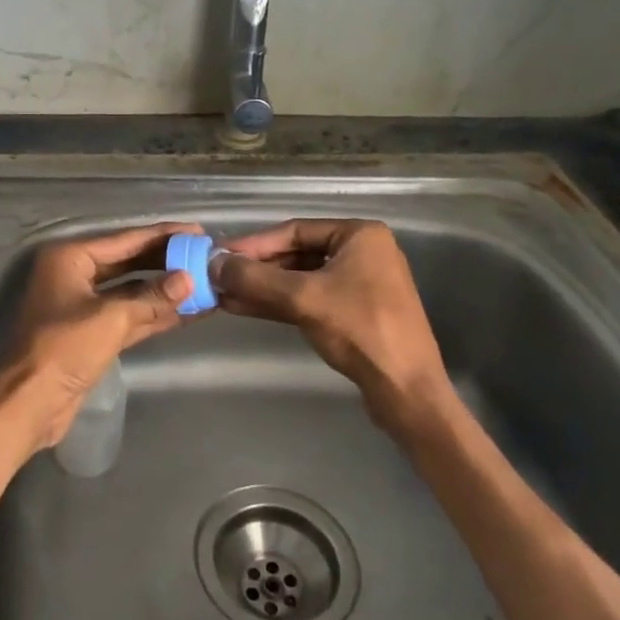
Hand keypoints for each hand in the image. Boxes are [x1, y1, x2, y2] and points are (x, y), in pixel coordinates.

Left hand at [0, 223, 201, 454]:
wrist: (28, 404)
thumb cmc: (63, 349)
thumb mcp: (111, 318)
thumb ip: (152, 297)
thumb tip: (189, 279)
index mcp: (70, 258)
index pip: (125, 239)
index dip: (163, 236)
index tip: (197, 231)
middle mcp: (75, 275)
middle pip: (129, 262)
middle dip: (166, 262)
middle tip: (204, 256)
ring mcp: (83, 305)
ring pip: (131, 291)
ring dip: (164, 290)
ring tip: (204, 282)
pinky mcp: (91, 333)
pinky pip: (129, 315)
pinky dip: (154, 314)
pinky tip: (187, 311)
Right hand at [214, 218, 448, 431]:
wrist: (406, 389)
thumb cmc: (359, 329)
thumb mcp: (302, 298)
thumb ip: (255, 278)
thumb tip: (213, 263)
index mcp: (360, 235)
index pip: (295, 230)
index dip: (254, 244)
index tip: (219, 256)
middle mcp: (362, 252)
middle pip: (297, 253)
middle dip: (257, 268)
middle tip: (219, 277)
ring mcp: (360, 284)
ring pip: (301, 279)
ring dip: (264, 288)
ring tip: (224, 295)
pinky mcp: (355, 313)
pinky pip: (311, 299)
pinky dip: (280, 303)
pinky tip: (245, 308)